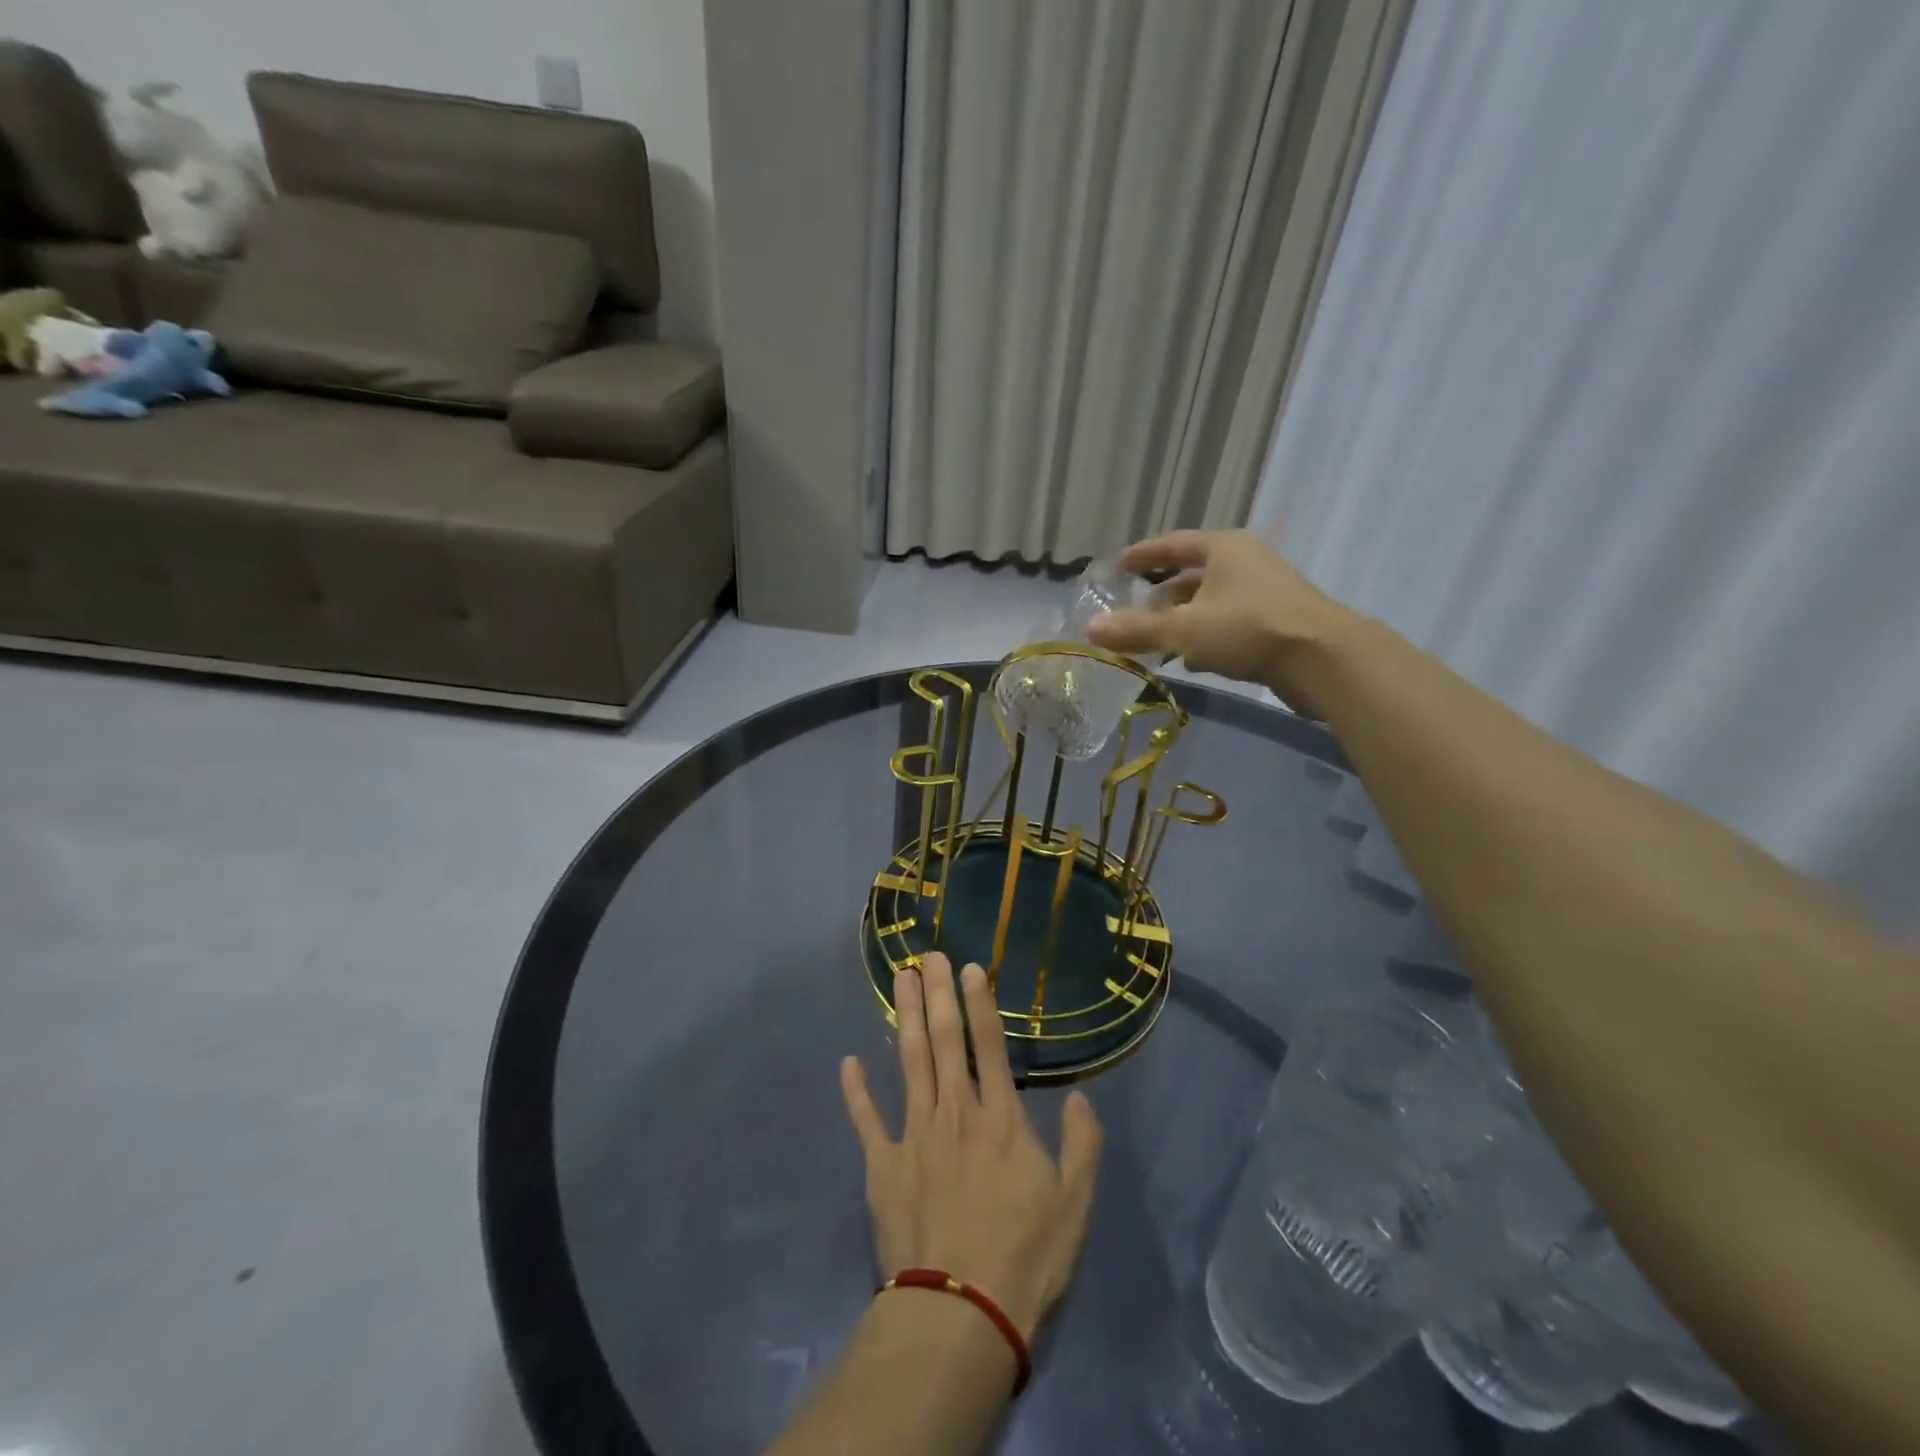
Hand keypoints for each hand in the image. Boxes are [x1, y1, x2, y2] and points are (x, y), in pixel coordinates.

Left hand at [840, 952, 1103, 1340]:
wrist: (961, 1314)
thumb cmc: (1025, 1257)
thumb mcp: (1076, 1204)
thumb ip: (1082, 1144)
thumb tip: (1077, 1096)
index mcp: (1001, 1119)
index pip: (990, 1046)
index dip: (980, 1003)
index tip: (970, 968)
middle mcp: (955, 1112)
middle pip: (945, 1041)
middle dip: (938, 994)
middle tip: (927, 955)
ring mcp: (914, 1135)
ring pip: (909, 1062)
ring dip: (906, 1018)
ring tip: (900, 980)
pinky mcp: (883, 1166)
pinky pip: (866, 1120)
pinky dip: (856, 1091)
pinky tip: (848, 1062)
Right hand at [1087, 529, 1351, 712]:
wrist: (1322, 659)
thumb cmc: (1247, 628)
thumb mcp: (1183, 629)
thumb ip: (1137, 629)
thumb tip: (1090, 629)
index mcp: (1224, 549)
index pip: (1173, 544)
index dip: (1144, 554)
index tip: (1119, 565)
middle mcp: (1245, 563)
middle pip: (1193, 574)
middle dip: (1161, 594)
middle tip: (1134, 612)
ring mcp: (1264, 593)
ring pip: (1210, 602)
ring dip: (1182, 620)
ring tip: (1155, 641)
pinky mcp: (1276, 623)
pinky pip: (1228, 624)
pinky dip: (1205, 637)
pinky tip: (1191, 661)